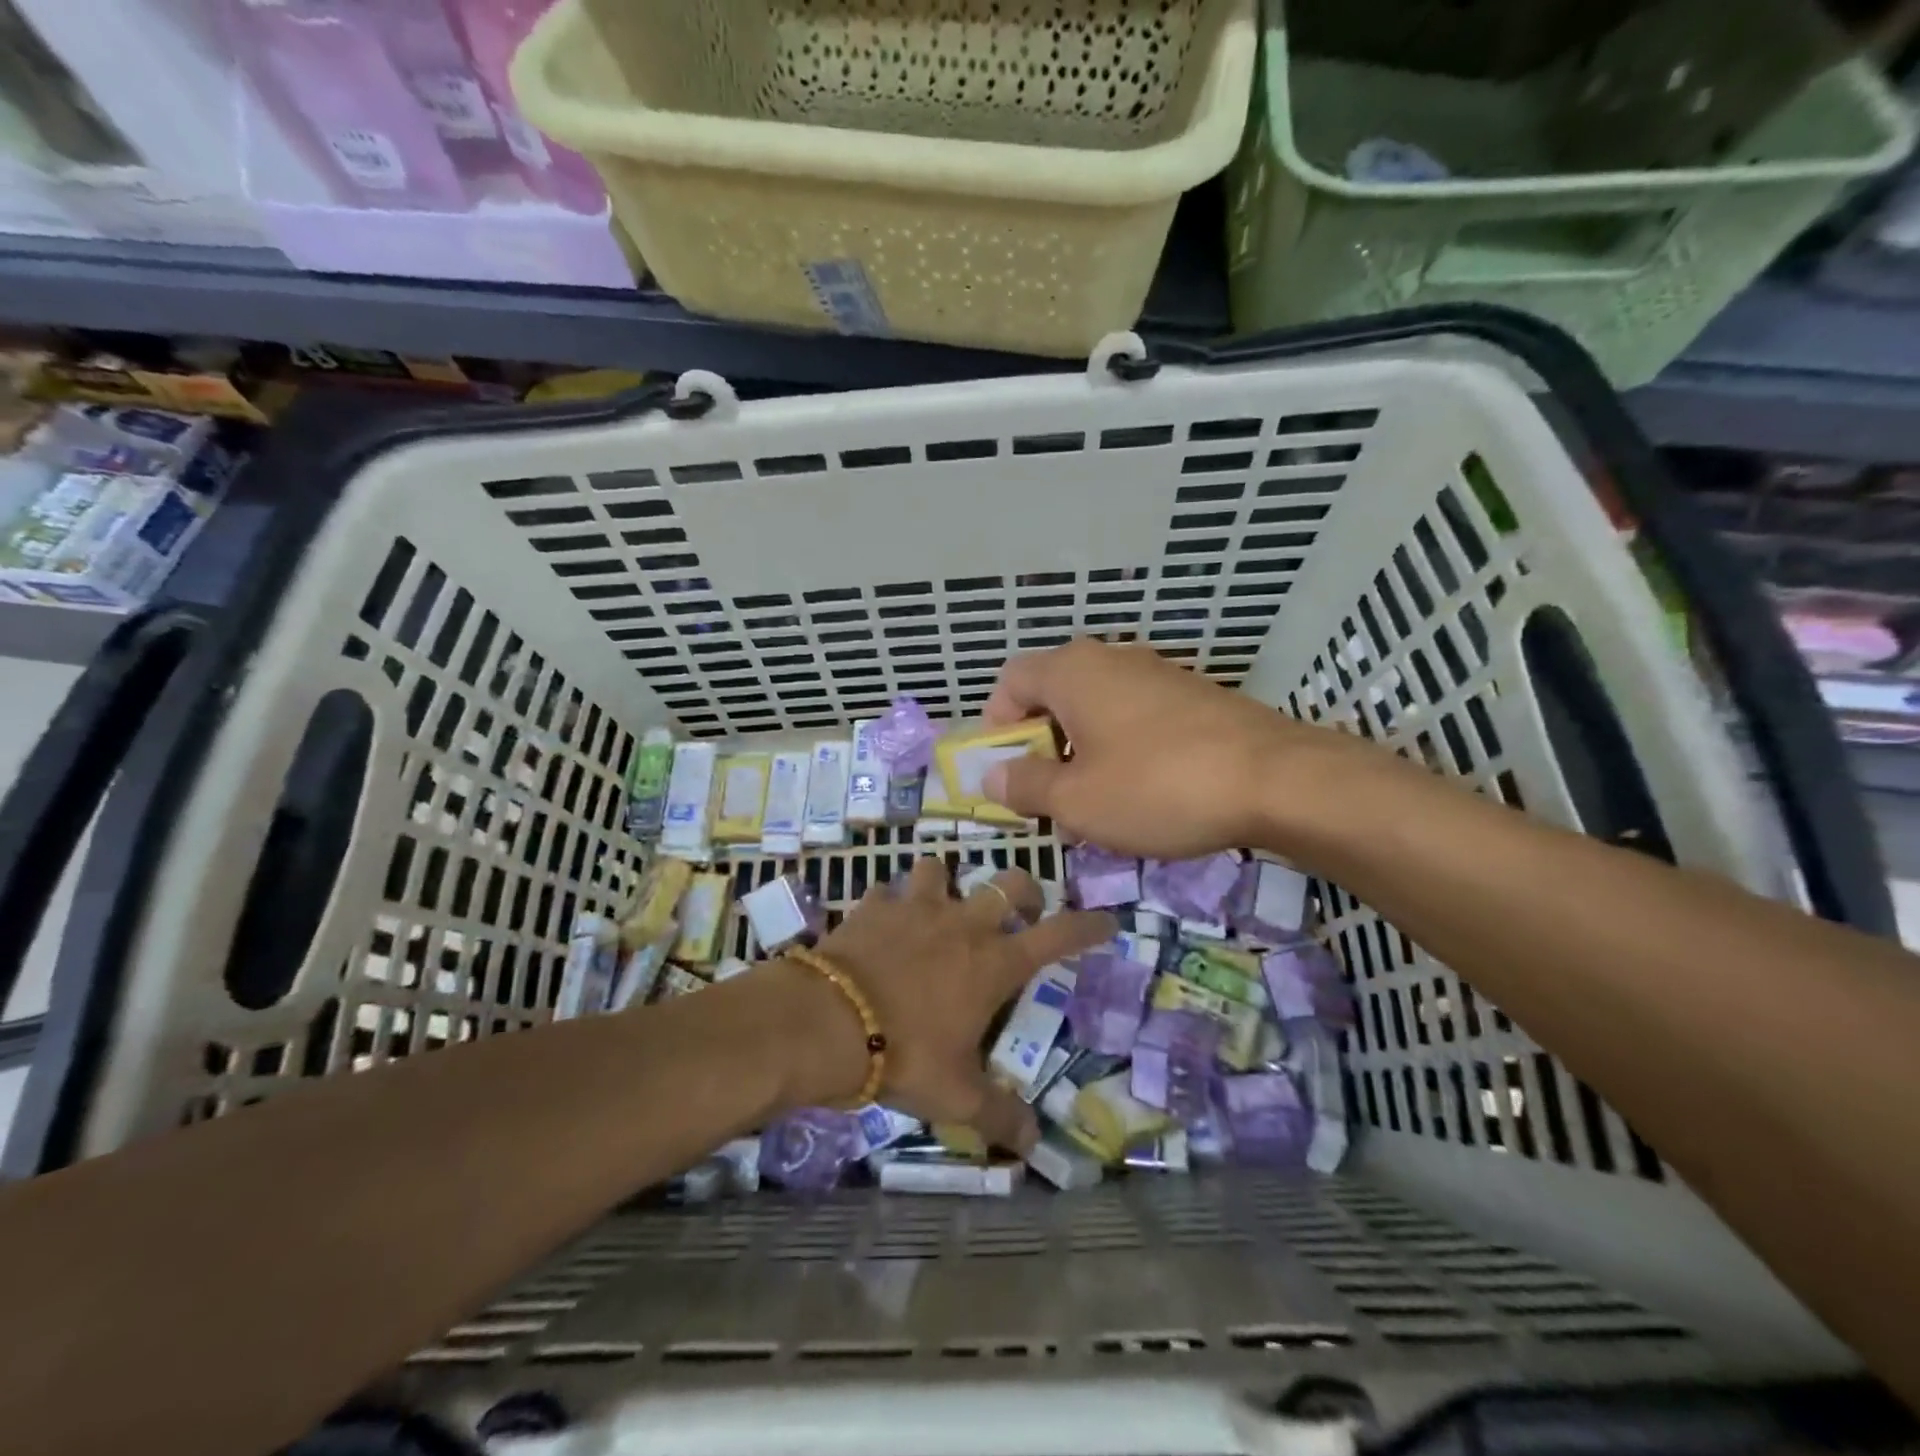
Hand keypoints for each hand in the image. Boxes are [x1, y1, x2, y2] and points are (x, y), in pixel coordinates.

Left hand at [776, 859, 1113, 1152]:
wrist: (829, 1023)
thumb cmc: (905, 1055)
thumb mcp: (957, 1096)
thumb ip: (999, 1115)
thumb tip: (1033, 1144)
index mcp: (994, 962)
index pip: (1059, 935)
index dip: (1088, 926)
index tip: (1106, 921)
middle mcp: (963, 923)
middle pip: (1009, 882)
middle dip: (1023, 889)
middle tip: (1021, 908)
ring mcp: (916, 907)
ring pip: (941, 869)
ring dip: (946, 883)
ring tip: (940, 904)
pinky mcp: (874, 905)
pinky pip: (887, 892)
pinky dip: (889, 903)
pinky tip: (882, 921)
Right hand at [981, 638, 1366, 858]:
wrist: (1277, 780)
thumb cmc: (1157, 787)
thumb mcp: (1077, 800)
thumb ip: (1026, 785)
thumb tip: (993, 775)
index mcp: (1072, 672)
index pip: (1010, 680)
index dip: (996, 724)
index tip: (1007, 770)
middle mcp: (1111, 660)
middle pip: (1053, 695)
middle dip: (1041, 747)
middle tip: (1047, 796)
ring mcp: (1157, 675)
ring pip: (1096, 710)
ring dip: (1081, 753)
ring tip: (1095, 805)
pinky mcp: (1193, 697)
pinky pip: (1136, 718)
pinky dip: (1122, 750)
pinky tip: (1142, 795)